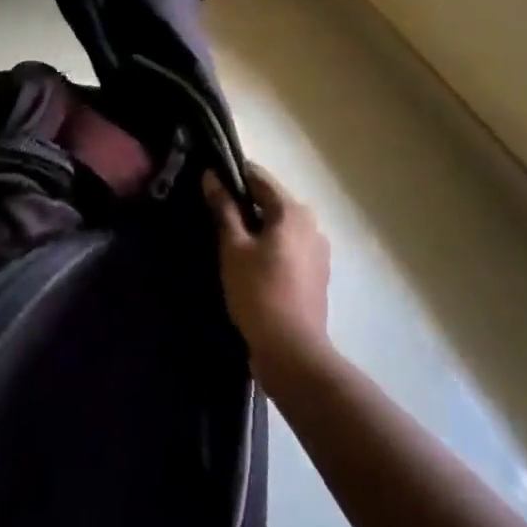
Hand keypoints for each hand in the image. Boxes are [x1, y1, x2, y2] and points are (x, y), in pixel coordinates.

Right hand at [203, 165, 330, 378]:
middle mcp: (312, 224)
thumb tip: (212, 177)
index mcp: (293, 211)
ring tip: (228, 241)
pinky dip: (270, 247)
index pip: (259, 177)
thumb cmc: (258, 292)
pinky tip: (250, 264)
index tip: (208, 181)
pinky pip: (289, 248)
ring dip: (257, 227)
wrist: (292, 350)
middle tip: (213, 214)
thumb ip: (224, 209)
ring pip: (281, 226)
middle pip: (272, 201)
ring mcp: (318, 250)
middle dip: (244, 203)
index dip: (232, 175)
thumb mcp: (233, 248)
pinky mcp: (317, 274)